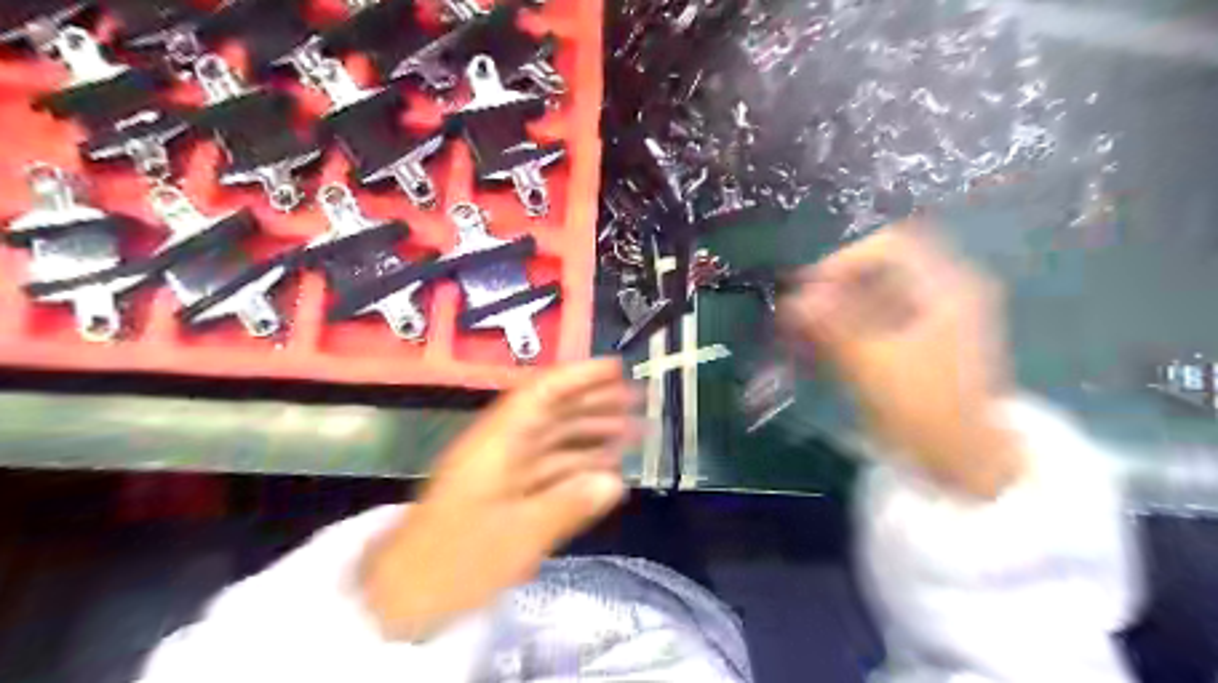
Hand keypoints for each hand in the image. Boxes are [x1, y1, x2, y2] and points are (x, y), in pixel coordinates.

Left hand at [357, 359, 638, 640]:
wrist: (404, 598)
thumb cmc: (455, 563)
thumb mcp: (516, 537)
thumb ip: (568, 505)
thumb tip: (616, 482)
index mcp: (497, 443)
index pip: (542, 393)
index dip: (580, 376)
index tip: (617, 369)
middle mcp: (500, 447)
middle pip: (551, 412)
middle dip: (594, 402)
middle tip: (637, 400)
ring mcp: (502, 471)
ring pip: (553, 440)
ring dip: (591, 433)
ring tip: (631, 432)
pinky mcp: (504, 494)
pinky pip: (547, 468)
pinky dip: (577, 465)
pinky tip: (605, 470)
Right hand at [781, 223, 1018, 497]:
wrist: (964, 464)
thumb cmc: (926, 411)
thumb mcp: (873, 365)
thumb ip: (830, 325)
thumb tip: (791, 299)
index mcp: (945, 288)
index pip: (889, 246)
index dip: (843, 260)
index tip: (808, 289)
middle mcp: (940, 294)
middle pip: (877, 271)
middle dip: (831, 288)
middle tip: (795, 315)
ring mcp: (930, 319)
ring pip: (870, 296)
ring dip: (832, 309)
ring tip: (797, 333)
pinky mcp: (915, 342)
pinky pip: (872, 321)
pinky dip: (842, 328)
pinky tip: (815, 346)